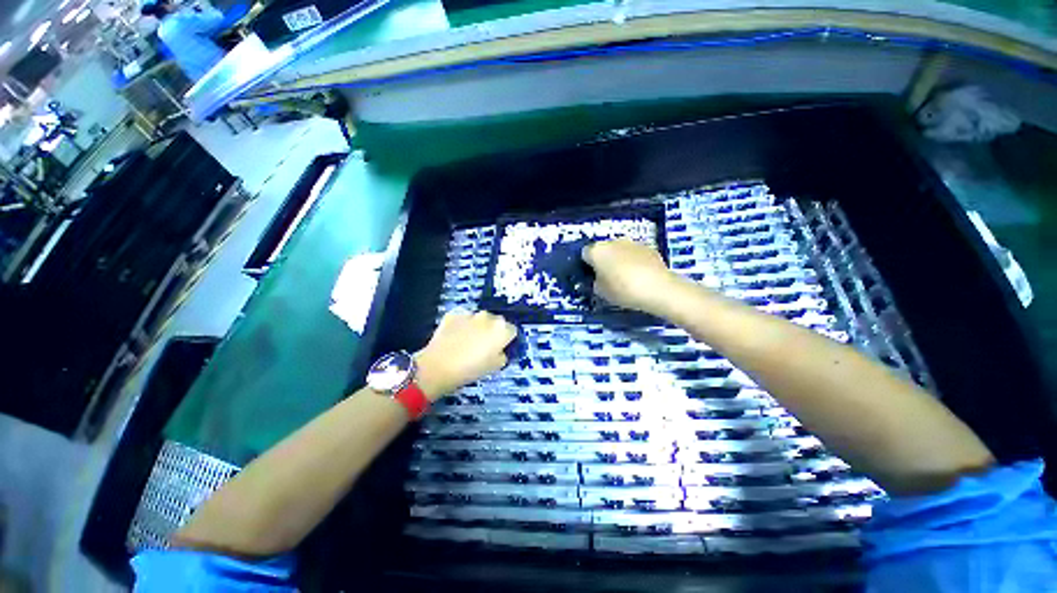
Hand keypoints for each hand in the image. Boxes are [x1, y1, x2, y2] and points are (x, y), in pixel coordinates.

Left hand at [415, 311, 516, 400]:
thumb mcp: (495, 367)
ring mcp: (469, 314)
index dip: (506, 340)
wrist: (438, 367)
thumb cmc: (471, 369)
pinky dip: (461, 326)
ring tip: (466, 343)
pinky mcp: (453, 314)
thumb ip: (503, 355)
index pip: (511, 331)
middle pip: (496, 322)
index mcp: (502, 328)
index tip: (500, 349)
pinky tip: (454, 338)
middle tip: (483, 346)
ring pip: (478, 319)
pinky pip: (462, 319)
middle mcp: (488, 316)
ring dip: (477, 327)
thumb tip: (500, 350)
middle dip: (492, 331)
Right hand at [582, 239, 678, 313]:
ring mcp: (632, 243)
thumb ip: (596, 282)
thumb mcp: (601, 292)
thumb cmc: (622, 290)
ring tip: (626, 278)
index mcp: (597, 251)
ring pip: (620, 250)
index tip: (592, 276)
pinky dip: (635, 262)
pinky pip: (635, 254)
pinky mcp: (649, 247)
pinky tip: (640, 276)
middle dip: (604, 261)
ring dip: (619, 260)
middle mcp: (613, 242)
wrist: (658, 288)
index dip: (587, 265)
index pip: (585, 254)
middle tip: (608, 277)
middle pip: (603, 250)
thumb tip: (599, 278)